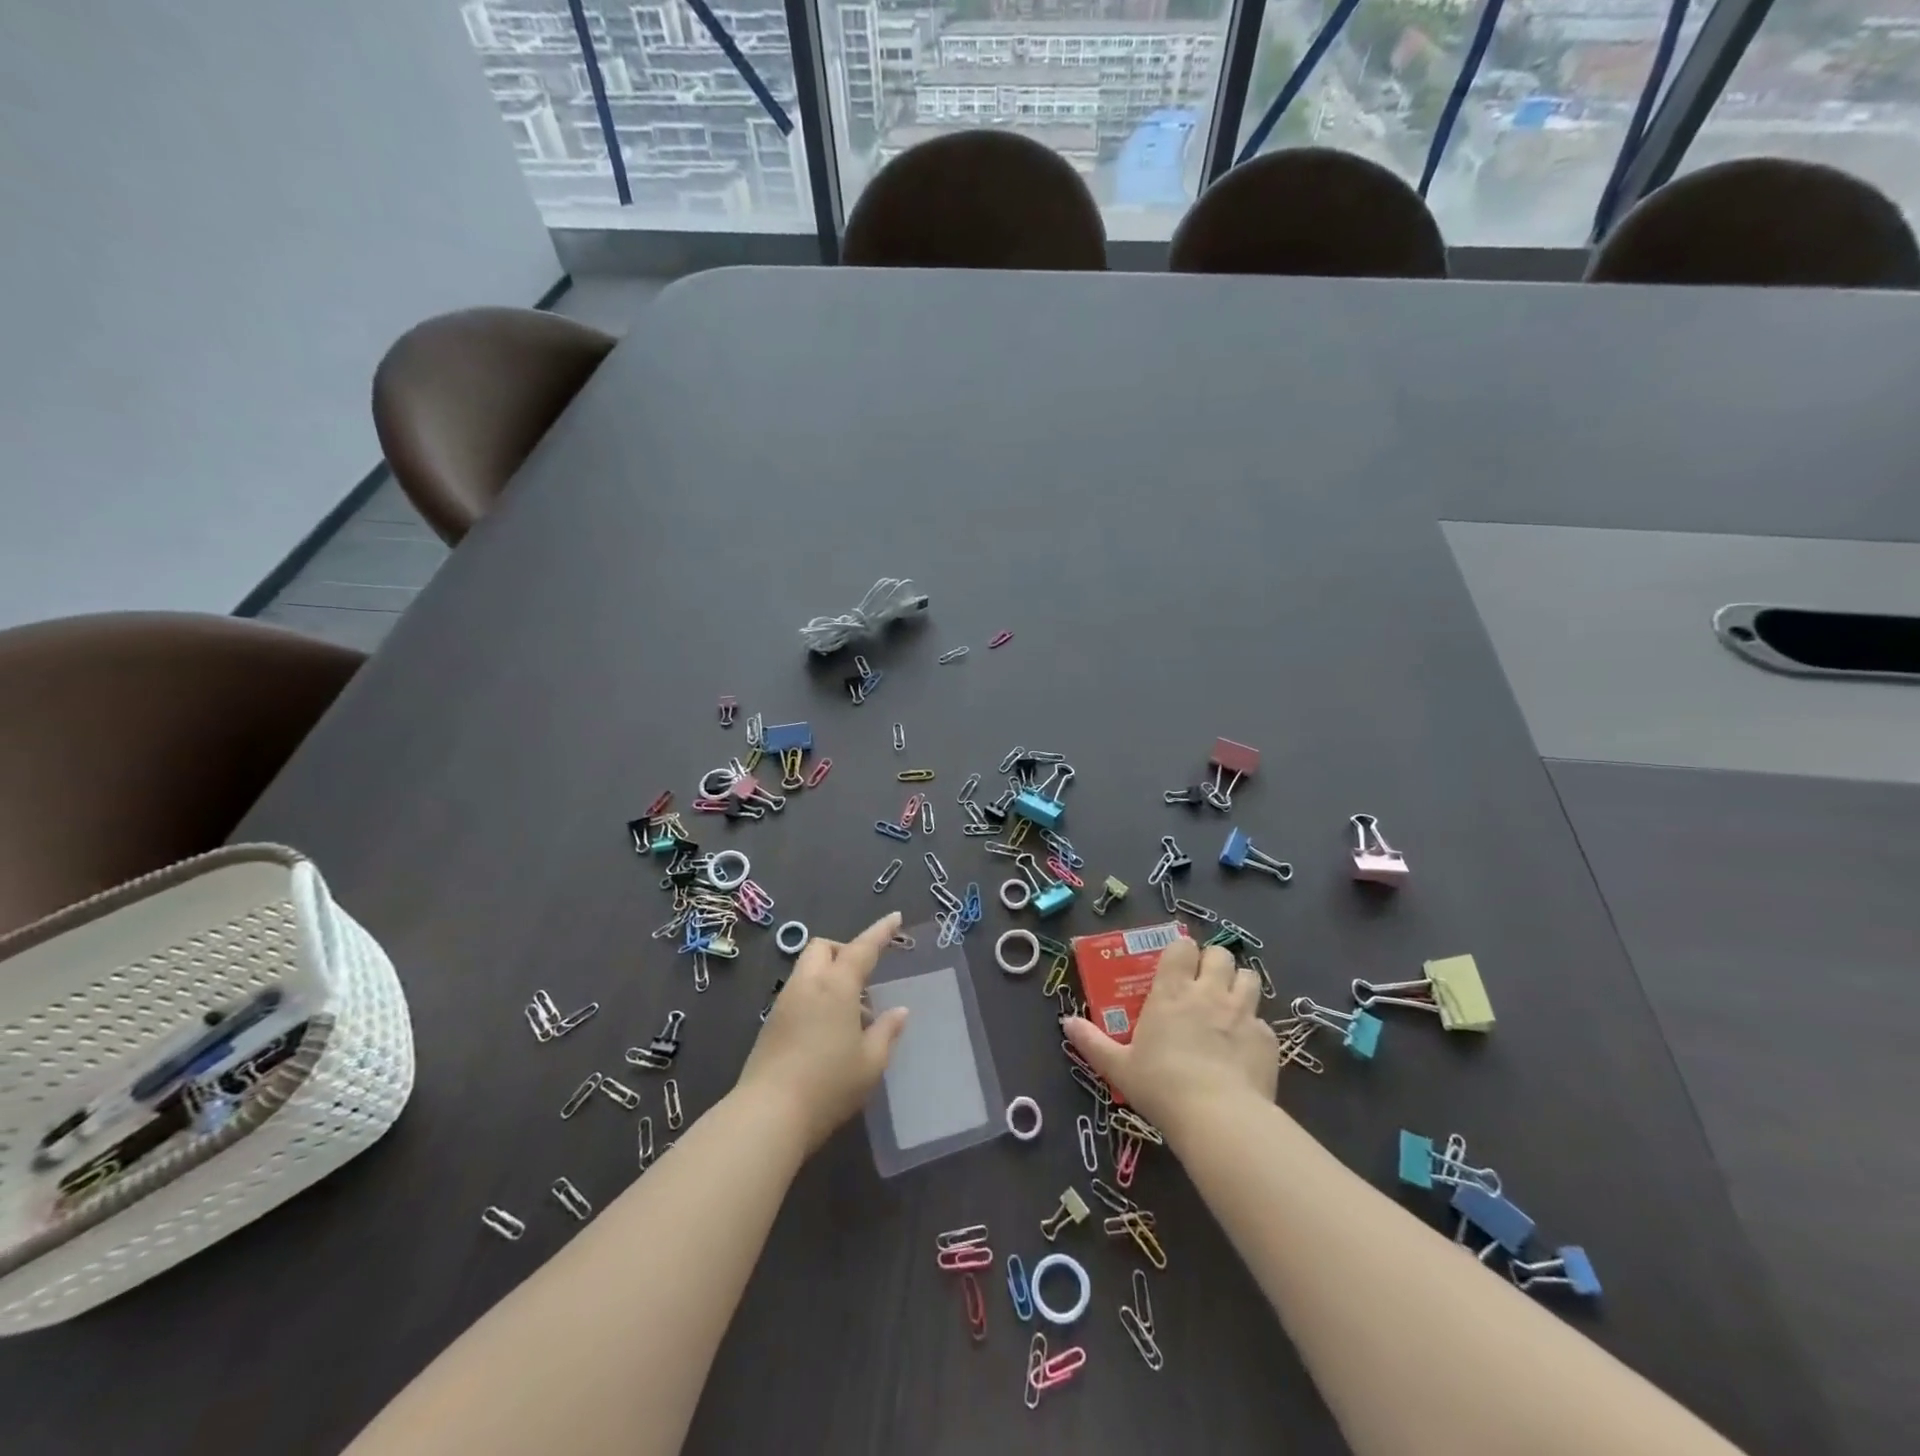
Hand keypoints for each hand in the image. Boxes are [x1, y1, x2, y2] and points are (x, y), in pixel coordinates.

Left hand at [735, 911, 908, 1153]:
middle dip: (844, 950)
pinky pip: (798, 993)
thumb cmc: (829, 1084)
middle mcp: (808, 985)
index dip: (881, 932)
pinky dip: (816, 996)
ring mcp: (784, 1003)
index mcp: (836, 986)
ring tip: (851, 1013)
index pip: (862, 948)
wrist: (768, 1114)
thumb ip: (887, 1032)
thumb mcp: (871, 1063)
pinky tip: (828, 1031)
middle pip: (823, 948)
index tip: (895, 918)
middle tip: (864, 977)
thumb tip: (899, 1012)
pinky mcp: (771, 1024)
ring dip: (830, 976)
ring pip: (807, 970)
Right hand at [1063, 938, 1276, 1138]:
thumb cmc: (1161, 1086)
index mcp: (1172, 991)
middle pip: (1220, 954)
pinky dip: (1254, 1029)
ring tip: (1230, 1004)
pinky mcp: (1268, 1039)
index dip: (1182, 951)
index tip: (1177, 966)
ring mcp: (1243, 1013)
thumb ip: (1092, 1042)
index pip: (1182, 947)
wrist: (1219, 1118)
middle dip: (1214, 963)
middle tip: (1204, 983)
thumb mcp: (1118, 1067)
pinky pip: (1263, 1022)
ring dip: (1239, 985)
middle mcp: (1209, 992)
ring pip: (1250, 977)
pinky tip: (1245, 1050)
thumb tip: (1066, 1022)